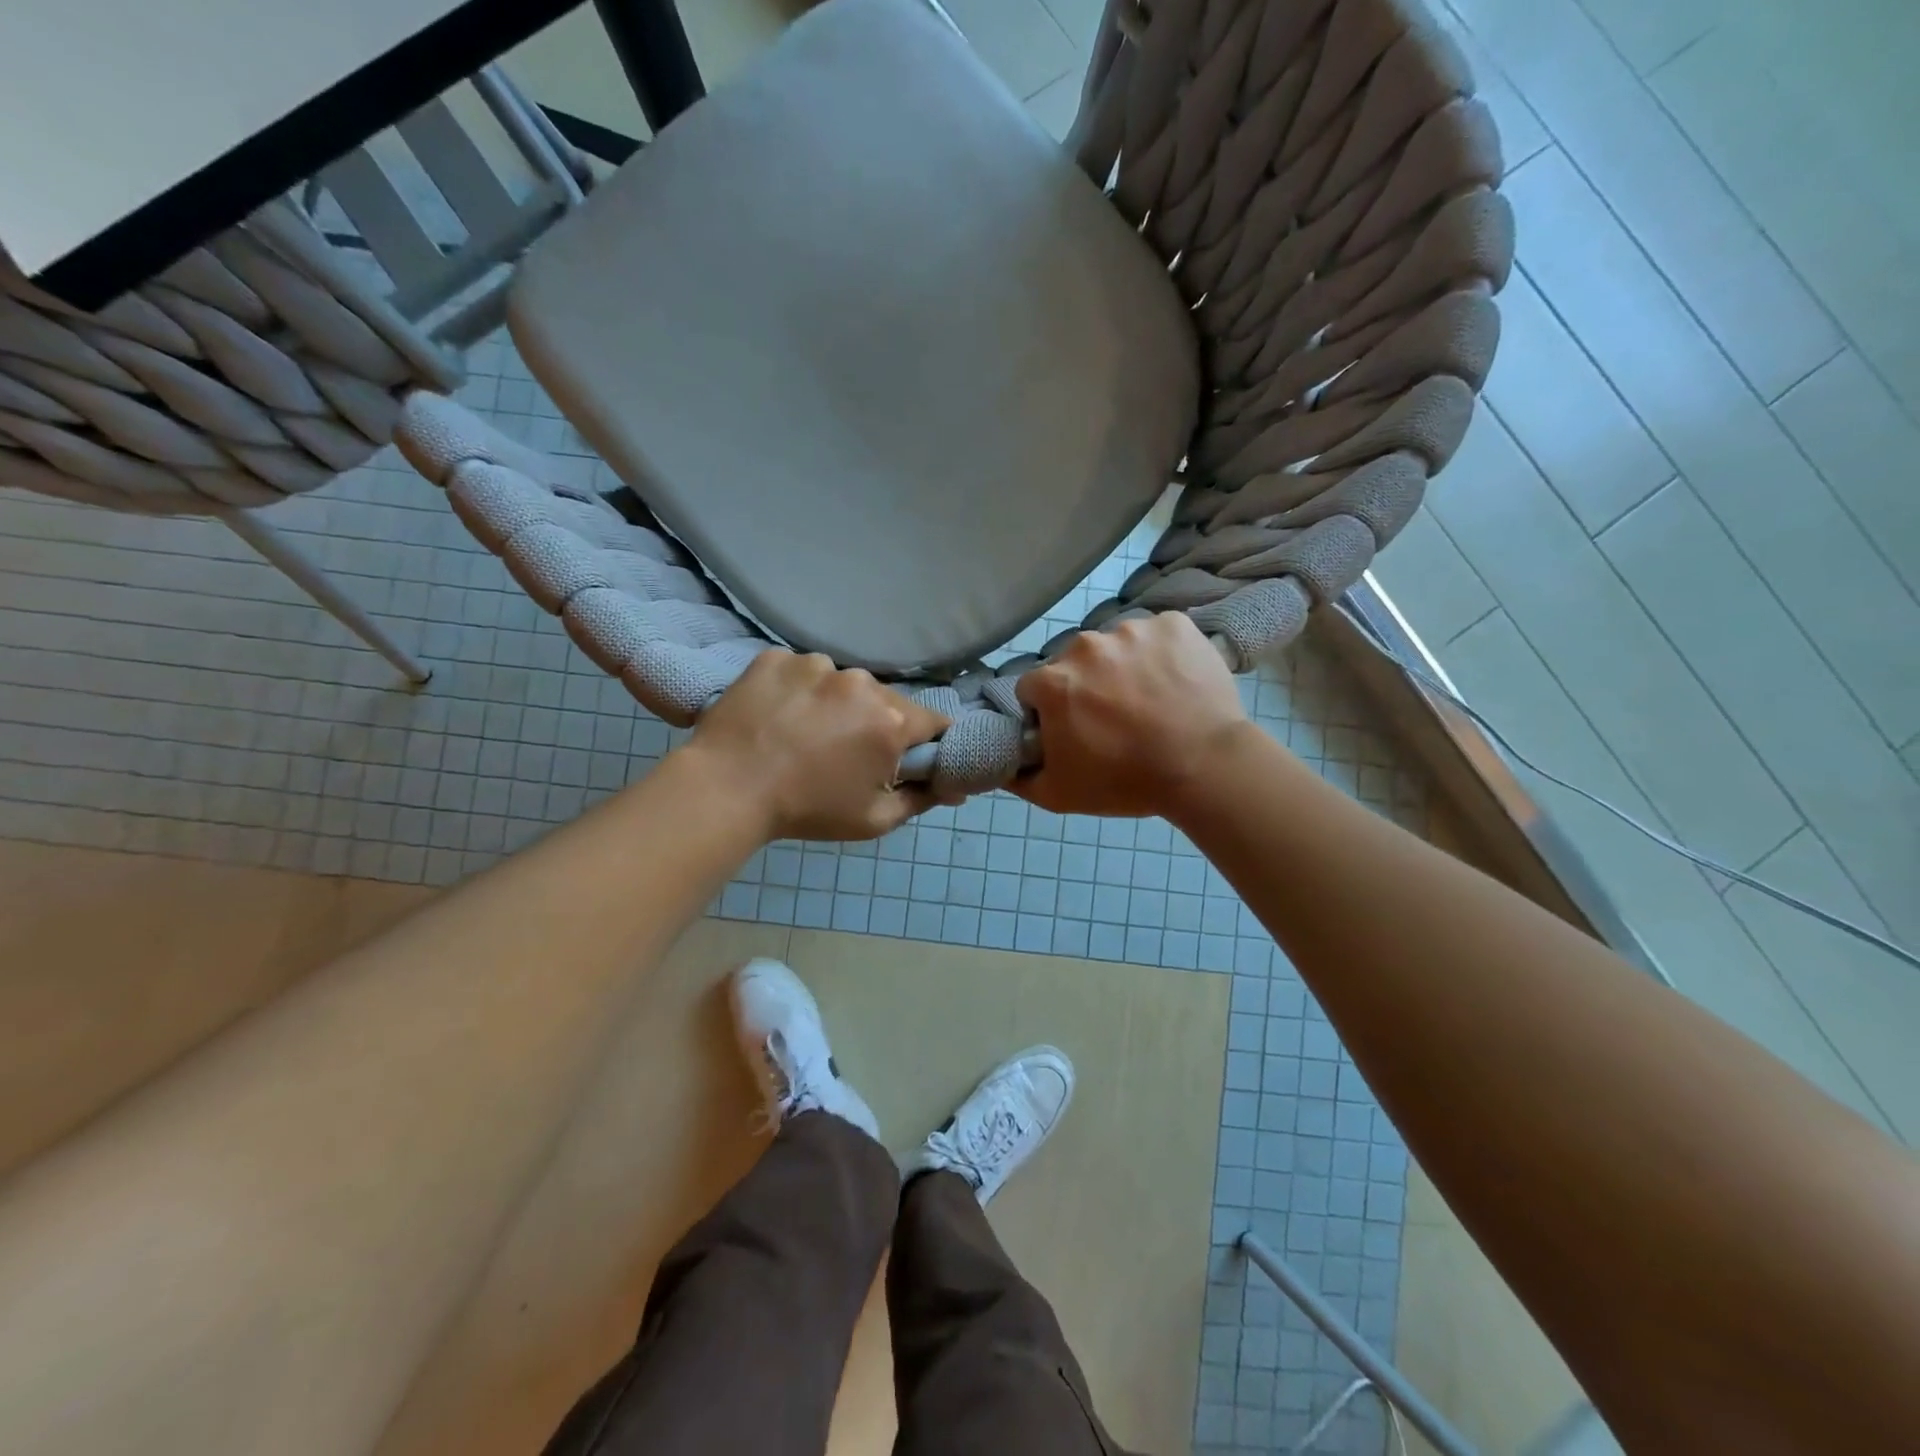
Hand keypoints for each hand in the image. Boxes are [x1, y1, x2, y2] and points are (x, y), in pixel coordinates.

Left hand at [688, 651, 948, 840]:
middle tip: (844, 754)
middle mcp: (860, 682)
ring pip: (841, 683)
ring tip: (803, 734)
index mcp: (890, 720)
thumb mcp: (873, 820)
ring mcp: (815, 664)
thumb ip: (922, 800)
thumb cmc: (807, 810)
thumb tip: (956, 787)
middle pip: (884, 700)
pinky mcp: (776, 658)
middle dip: (874, 723)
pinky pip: (800, 672)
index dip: (923, 742)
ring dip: (834, 704)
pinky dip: (796, 690)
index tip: (904, 758)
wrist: (725, 790)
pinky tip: (776, 717)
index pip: (932, 721)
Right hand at [1013, 614, 1252, 817]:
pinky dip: (1162, 653)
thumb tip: (1001, 765)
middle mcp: (1086, 645)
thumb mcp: (1058, 795)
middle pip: (1074, 663)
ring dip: (1124, 667)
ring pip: (1117, 646)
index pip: (1033, 689)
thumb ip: (1019, 778)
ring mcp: (1132, 630)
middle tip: (1114, 719)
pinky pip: (1158, 634)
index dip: (1048, 711)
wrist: (1205, 767)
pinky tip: (1176, 682)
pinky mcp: (1174, 624)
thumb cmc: (1126, 782)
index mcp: (1053, 681)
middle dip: (1086, 685)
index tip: (1071, 729)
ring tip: (1151, 701)